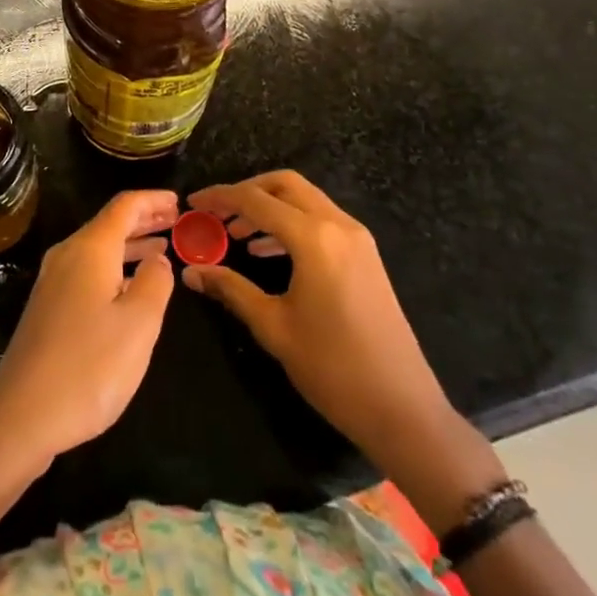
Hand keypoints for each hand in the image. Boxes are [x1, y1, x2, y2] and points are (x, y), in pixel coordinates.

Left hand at [0, 189, 176, 469]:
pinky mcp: (47, 307)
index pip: (125, 206)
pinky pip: (87, 270)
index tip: (180, 202)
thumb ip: (155, 284)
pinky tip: (128, 288)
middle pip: (109, 224)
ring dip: (130, 246)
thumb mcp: (138, 325)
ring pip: (97, 249)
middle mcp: (67, 255)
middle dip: (144, 220)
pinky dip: (114, 268)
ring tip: (161, 251)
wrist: (20, 415)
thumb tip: (159, 260)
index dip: (153, 199)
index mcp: (90, 249)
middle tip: (176, 222)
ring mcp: (52, 282)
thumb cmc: (88, 366)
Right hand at [182, 170, 453, 466]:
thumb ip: (231, 289)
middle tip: (217, 213)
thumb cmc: (333, 369)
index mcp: (314, 238)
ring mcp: (357, 239)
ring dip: (269, 206)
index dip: (220, 197)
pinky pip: (321, 220)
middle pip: (284, 185)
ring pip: (305, 199)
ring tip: (236, 233)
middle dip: (247, 191)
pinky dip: (291, 222)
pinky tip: (268, 250)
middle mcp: (338, 226)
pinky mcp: (366, 256)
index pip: (256, 200)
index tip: (192, 203)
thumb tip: (192, 272)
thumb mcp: (273, 327)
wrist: (404, 410)